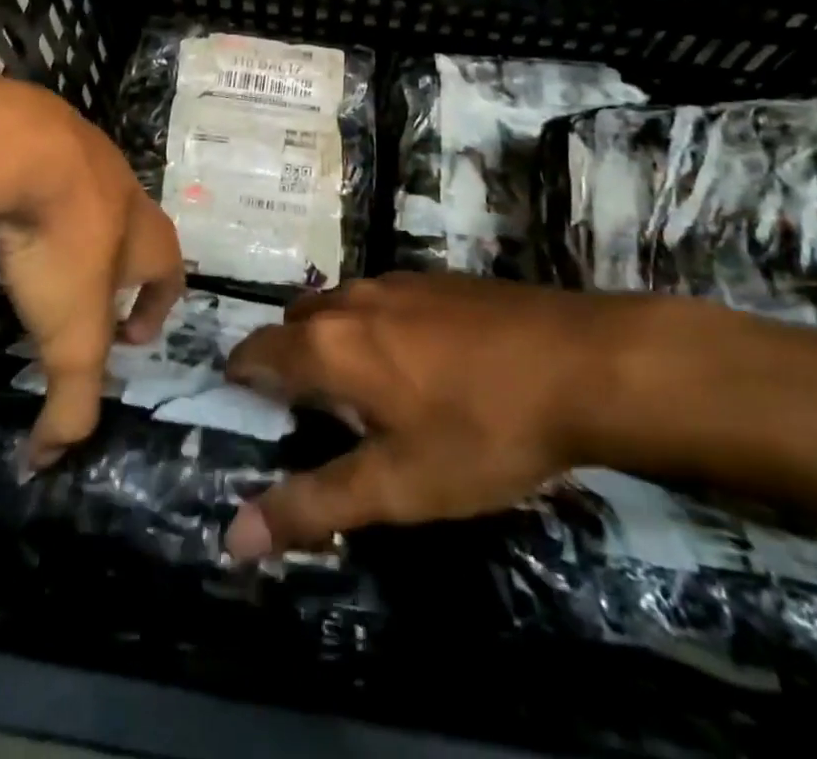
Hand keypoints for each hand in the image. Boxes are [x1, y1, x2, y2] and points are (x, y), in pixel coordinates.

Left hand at [0, 66, 183, 464]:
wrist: (19, 147)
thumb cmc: (63, 243)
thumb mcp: (71, 336)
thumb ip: (69, 403)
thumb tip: (46, 465)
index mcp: (147, 235)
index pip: (170, 273)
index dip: (158, 307)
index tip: (130, 335)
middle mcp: (125, 189)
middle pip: (135, 232)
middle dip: (117, 268)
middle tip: (82, 300)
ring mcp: (84, 152)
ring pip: (91, 197)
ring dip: (78, 229)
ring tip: (42, 257)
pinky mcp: (39, 130)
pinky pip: (46, 169)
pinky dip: (35, 195)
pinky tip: (6, 213)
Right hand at [221, 274, 691, 558]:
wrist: (581, 363)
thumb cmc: (481, 430)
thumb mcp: (398, 485)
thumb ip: (314, 505)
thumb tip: (234, 537)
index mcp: (329, 342)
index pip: (254, 350)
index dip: (242, 381)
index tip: (252, 416)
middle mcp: (351, 298)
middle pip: (294, 323)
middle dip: (288, 362)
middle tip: (311, 415)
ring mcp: (397, 281)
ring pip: (339, 307)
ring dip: (332, 342)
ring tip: (364, 393)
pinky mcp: (437, 278)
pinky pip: (381, 300)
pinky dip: (372, 327)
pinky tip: (419, 365)